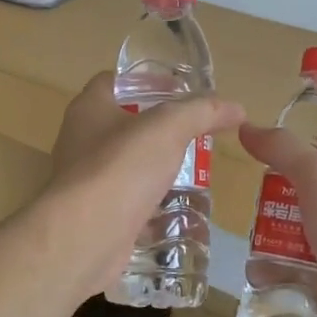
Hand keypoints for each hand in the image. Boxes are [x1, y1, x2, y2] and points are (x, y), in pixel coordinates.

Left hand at [44, 73, 244, 299]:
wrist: (86, 236)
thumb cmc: (122, 167)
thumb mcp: (169, 128)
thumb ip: (202, 112)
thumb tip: (236, 107)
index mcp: (89, 108)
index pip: (114, 81)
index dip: (146, 80)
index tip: (180, 90)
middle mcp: (80, 140)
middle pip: (122, 123)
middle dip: (157, 127)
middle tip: (194, 133)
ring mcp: (85, 180)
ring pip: (126, 164)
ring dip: (155, 166)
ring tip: (192, 170)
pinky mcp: (95, 214)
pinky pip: (127, 200)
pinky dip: (150, 202)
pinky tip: (177, 208)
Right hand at [236, 124, 316, 316]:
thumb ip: (283, 149)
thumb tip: (248, 128)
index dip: (311, 148)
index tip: (276, 157)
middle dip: (286, 196)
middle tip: (258, 200)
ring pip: (313, 230)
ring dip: (280, 234)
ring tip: (252, 235)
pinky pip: (309, 267)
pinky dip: (284, 269)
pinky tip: (257, 271)